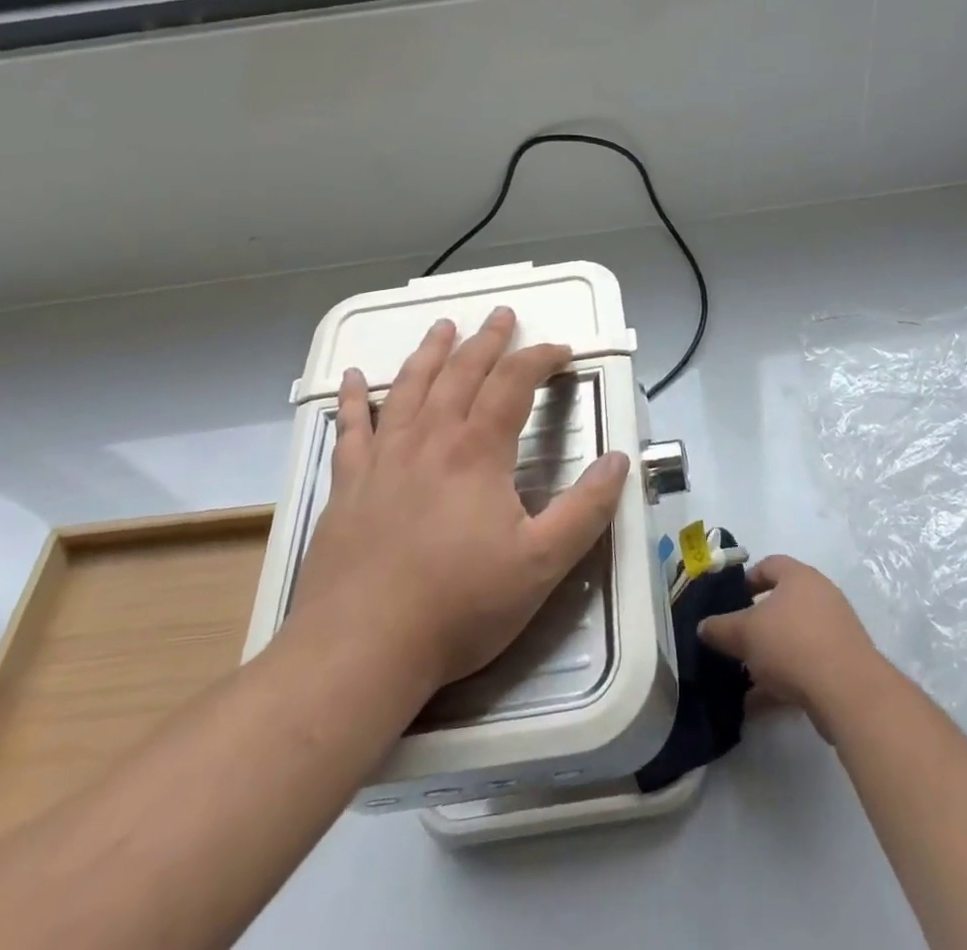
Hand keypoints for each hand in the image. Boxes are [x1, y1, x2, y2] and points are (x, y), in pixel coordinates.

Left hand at [285, 307, 629, 696]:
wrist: (359, 651)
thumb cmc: (458, 607)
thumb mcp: (542, 564)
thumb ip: (587, 509)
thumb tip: (619, 459)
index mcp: (477, 451)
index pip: (514, 383)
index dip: (540, 359)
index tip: (562, 351)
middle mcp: (429, 440)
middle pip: (461, 373)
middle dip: (486, 340)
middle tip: (501, 315)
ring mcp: (383, 460)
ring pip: (408, 388)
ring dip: (429, 353)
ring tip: (442, 327)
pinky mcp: (347, 486)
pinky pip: (350, 429)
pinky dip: (353, 400)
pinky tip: (352, 379)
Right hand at [697, 555, 887, 740]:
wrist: (848, 690)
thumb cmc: (792, 644)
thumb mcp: (745, 634)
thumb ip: (720, 628)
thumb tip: (703, 627)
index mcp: (799, 576)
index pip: (770, 565)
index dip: (747, 580)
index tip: (730, 601)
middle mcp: (820, 596)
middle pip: (782, 604)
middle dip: (756, 625)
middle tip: (735, 642)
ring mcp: (835, 630)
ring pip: (793, 638)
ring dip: (768, 657)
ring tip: (743, 678)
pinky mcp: (843, 664)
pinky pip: (805, 666)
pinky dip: (783, 681)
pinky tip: (758, 704)